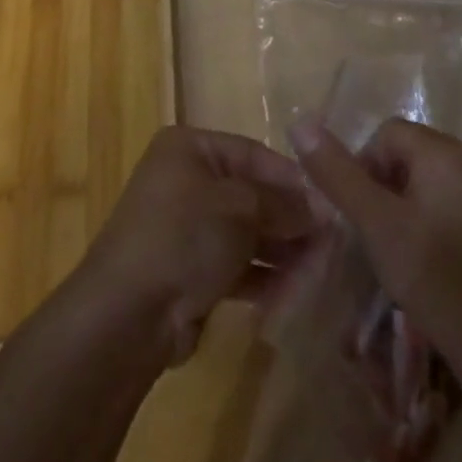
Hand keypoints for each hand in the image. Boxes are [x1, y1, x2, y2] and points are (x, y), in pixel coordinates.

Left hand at [72, 126, 318, 366]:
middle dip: (291, 220)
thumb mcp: (240, 208)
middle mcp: (186, 180)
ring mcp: (187, 227)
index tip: (333, 204)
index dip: (293, 179)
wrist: (128, 313)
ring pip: (247, 233)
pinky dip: (263, 276)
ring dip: (282, 252)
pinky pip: (236, 265)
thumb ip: (284, 204)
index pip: (254, 154)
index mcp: (190, 149)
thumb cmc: (184, 237)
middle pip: (252, 194)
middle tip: (332, 244)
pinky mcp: (190, 270)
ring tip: (320, 271)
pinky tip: (294, 293)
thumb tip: (322, 207)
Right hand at [290, 117, 461, 425]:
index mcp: (446, 154)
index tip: (355, 216)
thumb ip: (339, 175)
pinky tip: (424, 273)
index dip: (360, 166)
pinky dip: (425, 231)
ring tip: (392, 259)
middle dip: (379, 191)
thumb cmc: (446, 286)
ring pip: (424, 188)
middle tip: (370, 239)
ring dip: (399, 214)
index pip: (385, 133)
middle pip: (406, 157)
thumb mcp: (380, 228)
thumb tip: (300, 122)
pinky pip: (447, 212)